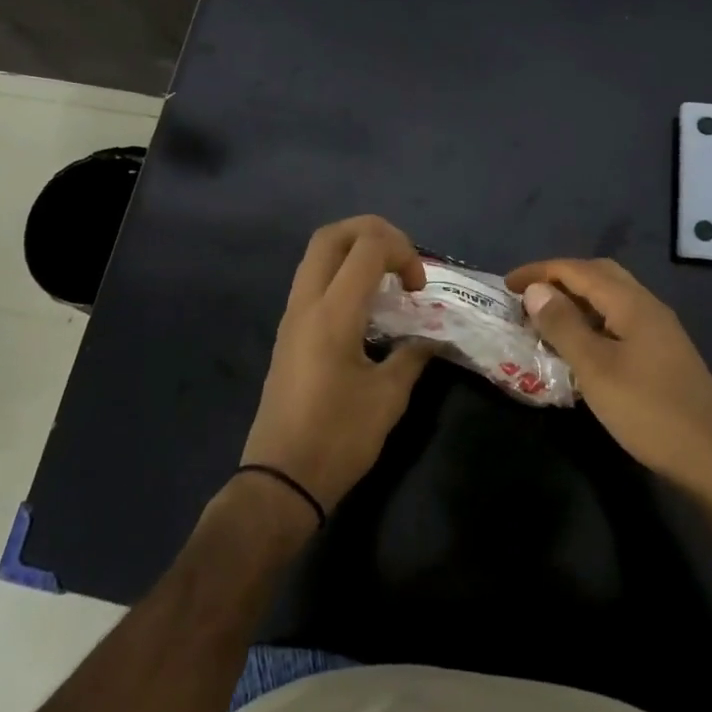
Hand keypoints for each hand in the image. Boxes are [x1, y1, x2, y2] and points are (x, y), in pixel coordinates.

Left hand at [243, 216, 433, 514]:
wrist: (281, 479)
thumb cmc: (338, 438)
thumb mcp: (388, 397)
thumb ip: (413, 355)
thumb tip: (430, 338)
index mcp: (332, 313)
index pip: (367, 247)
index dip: (403, 252)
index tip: (419, 288)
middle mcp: (306, 303)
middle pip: (331, 236)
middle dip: (373, 232)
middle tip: (402, 259)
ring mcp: (292, 316)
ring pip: (317, 255)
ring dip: (355, 251)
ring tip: (387, 279)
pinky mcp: (288, 332)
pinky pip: (313, 279)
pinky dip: (342, 273)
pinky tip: (366, 306)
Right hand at [505, 257, 711, 528]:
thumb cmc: (649, 411)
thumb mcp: (596, 368)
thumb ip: (564, 325)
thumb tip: (536, 290)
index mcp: (632, 303)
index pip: (579, 270)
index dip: (540, 272)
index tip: (506, 286)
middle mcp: (648, 307)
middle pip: (599, 276)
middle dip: (559, 279)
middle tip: (526, 298)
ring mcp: (659, 331)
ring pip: (610, 300)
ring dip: (576, 302)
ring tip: (544, 321)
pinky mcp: (663, 355)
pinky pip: (619, 322)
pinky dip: (592, 324)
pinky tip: (578, 349)